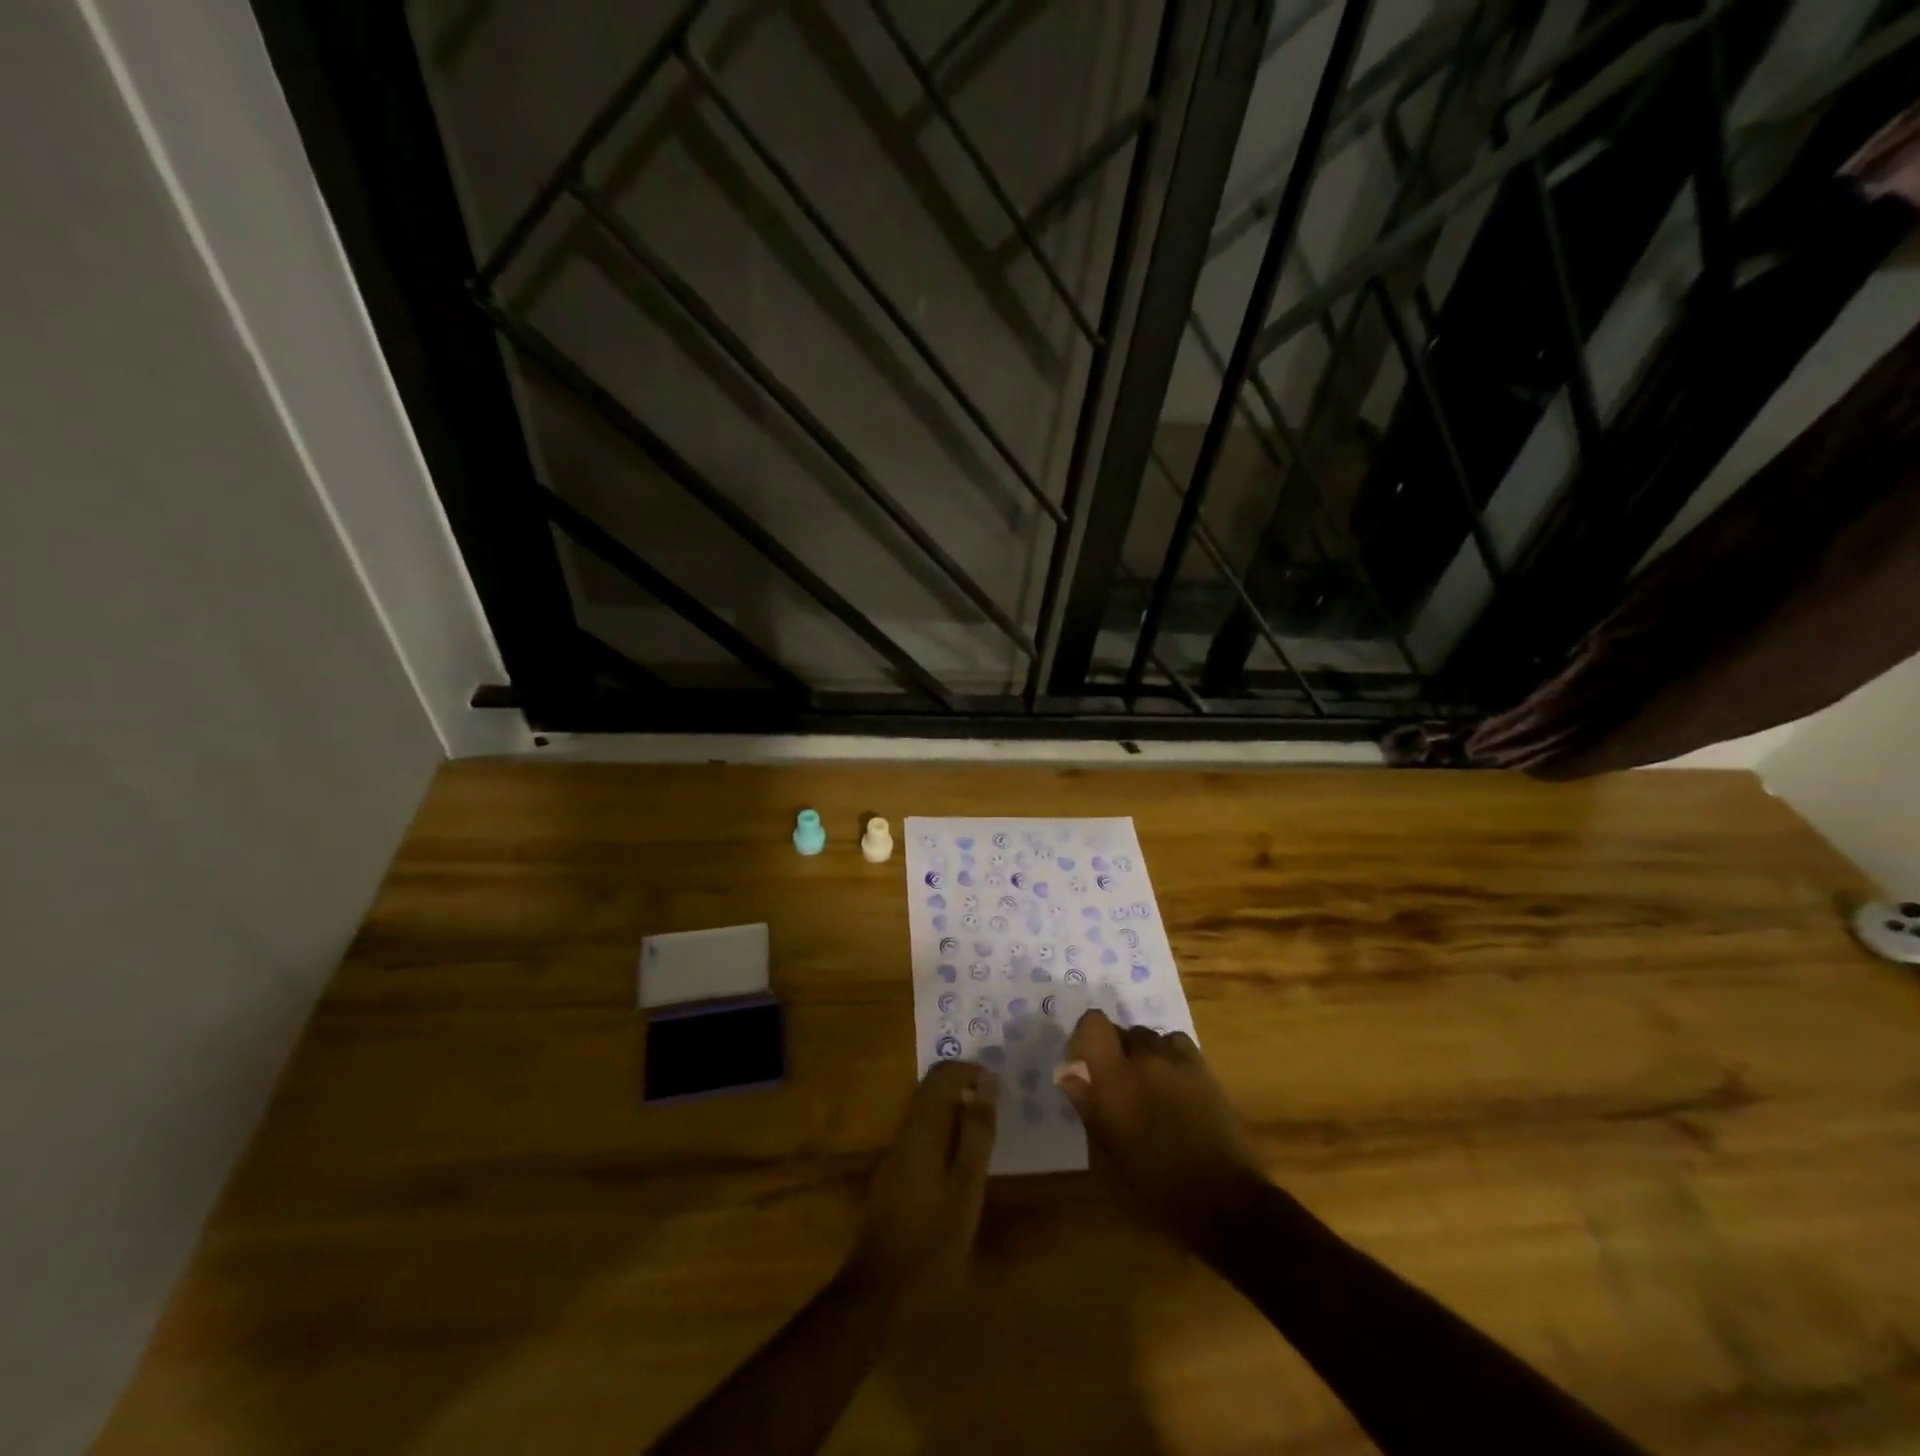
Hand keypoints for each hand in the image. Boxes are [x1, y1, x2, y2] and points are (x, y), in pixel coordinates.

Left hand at [846, 1060, 997, 1316]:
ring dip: (957, 1115)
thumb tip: (988, 1081)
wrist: (879, 1295)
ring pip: (927, 1116)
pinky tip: (964, 1168)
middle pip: (932, 1092)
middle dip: (965, 1090)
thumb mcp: (966, 1186)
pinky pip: (922, 1139)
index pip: (942, 1075)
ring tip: (988, 1138)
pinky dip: (946, 1138)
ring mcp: (895, 1157)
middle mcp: (904, 1133)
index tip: (1000, 1088)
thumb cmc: (932, 1240)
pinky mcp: (894, 1179)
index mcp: (921, 1128)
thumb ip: (976, 1132)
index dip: (971, 1071)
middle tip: (999, 1111)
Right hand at [1057, 1011, 1264, 1244]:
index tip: (1083, 1064)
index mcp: (1114, 1081)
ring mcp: (1176, 1061)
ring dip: (1139, 1053)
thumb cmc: (1156, 1188)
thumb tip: (1069, 1075)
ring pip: (1147, 1035)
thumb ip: (1088, 1107)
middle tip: (1115, 1083)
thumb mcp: (1108, 1158)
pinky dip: (1167, 1054)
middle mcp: (1144, 1060)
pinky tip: (1170, 1080)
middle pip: (1120, 1030)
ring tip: (1145, 1084)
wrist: (1223, 1200)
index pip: (1093, 1023)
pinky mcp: (1202, 1068)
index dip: (1085, 1036)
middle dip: (1112, 1050)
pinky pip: (1175, 1042)